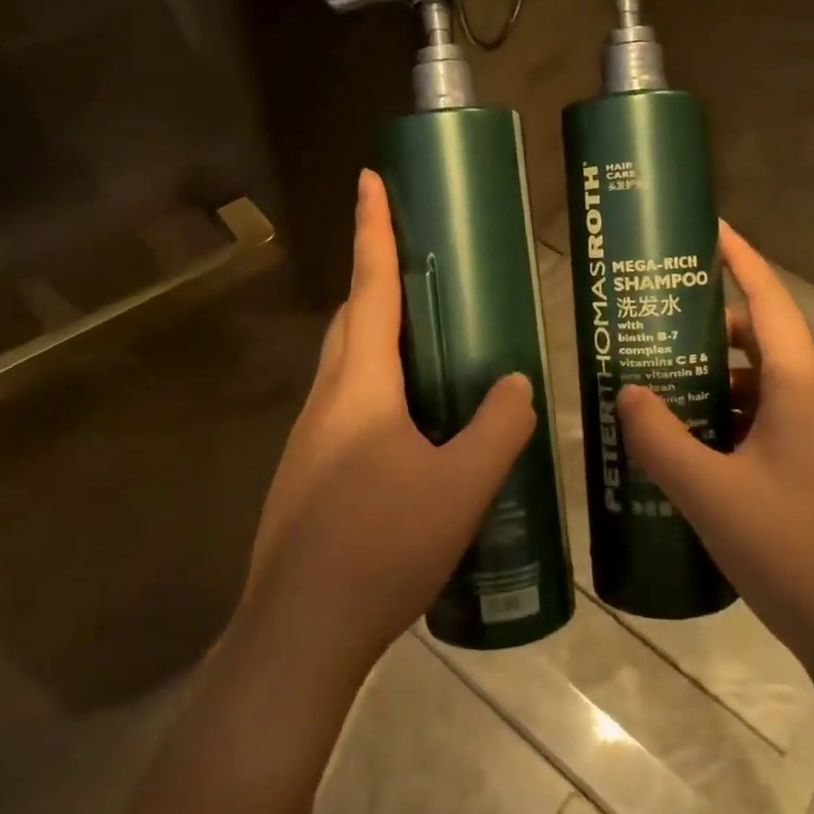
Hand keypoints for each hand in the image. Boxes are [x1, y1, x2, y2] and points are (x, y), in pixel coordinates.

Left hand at [237, 169, 537, 685]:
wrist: (298, 635)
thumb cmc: (381, 547)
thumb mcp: (462, 485)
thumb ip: (499, 426)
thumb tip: (516, 382)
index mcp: (360, 385)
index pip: (370, 285)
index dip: (372, 228)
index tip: (368, 177)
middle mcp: (326, 399)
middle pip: (352, 319)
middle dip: (377, 280)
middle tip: (421, 269)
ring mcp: (309, 440)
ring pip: (346, 367)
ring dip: (379, 340)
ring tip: (430, 350)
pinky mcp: (308, 476)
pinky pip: (346, 408)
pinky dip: (378, 391)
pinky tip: (412, 432)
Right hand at [618, 222, 813, 670]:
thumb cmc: (794, 552)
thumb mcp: (710, 494)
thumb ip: (660, 439)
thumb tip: (627, 392)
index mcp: (799, 389)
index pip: (767, 302)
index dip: (740, 259)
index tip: (709, 228)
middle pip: (758, 343)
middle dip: (707, 328)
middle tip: (654, 326)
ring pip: (758, 389)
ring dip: (713, 382)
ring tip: (658, 388)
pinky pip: (763, 427)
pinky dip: (725, 422)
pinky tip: (688, 449)